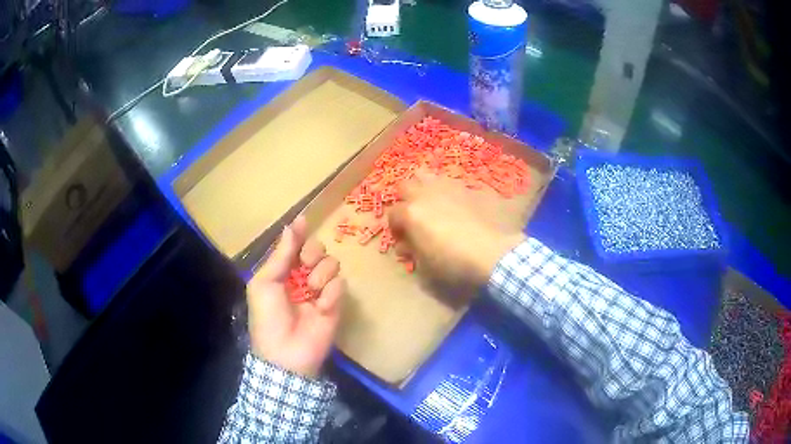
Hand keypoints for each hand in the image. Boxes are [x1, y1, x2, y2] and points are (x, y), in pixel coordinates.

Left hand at [247, 216, 344, 377]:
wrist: (286, 353)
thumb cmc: (267, 317)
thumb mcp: (264, 284)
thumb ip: (280, 255)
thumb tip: (291, 225)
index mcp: (282, 271)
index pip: (294, 245)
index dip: (299, 233)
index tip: (304, 221)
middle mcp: (302, 277)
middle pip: (317, 249)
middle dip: (312, 252)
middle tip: (305, 264)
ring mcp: (320, 290)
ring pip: (332, 263)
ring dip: (321, 273)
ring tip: (311, 290)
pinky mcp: (335, 304)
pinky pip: (341, 285)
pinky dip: (331, 293)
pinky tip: (321, 306)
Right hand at [389, 172, 524, 286]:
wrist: (491, 253)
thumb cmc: (453, 263)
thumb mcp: (425, 266)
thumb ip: (412, 252)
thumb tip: (406, 246)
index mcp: (411, 213)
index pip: (392, 214)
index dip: (395, 228)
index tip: (404, 241)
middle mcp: (426, 194)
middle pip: (405, 186)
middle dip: (405, 200)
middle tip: (414, 217)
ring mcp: (448, 188)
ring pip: (427, 176)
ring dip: (425, 188)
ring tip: (432, 204)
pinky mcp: (468, 188)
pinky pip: (452, 183)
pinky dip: (448, 192)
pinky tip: (456, 206)